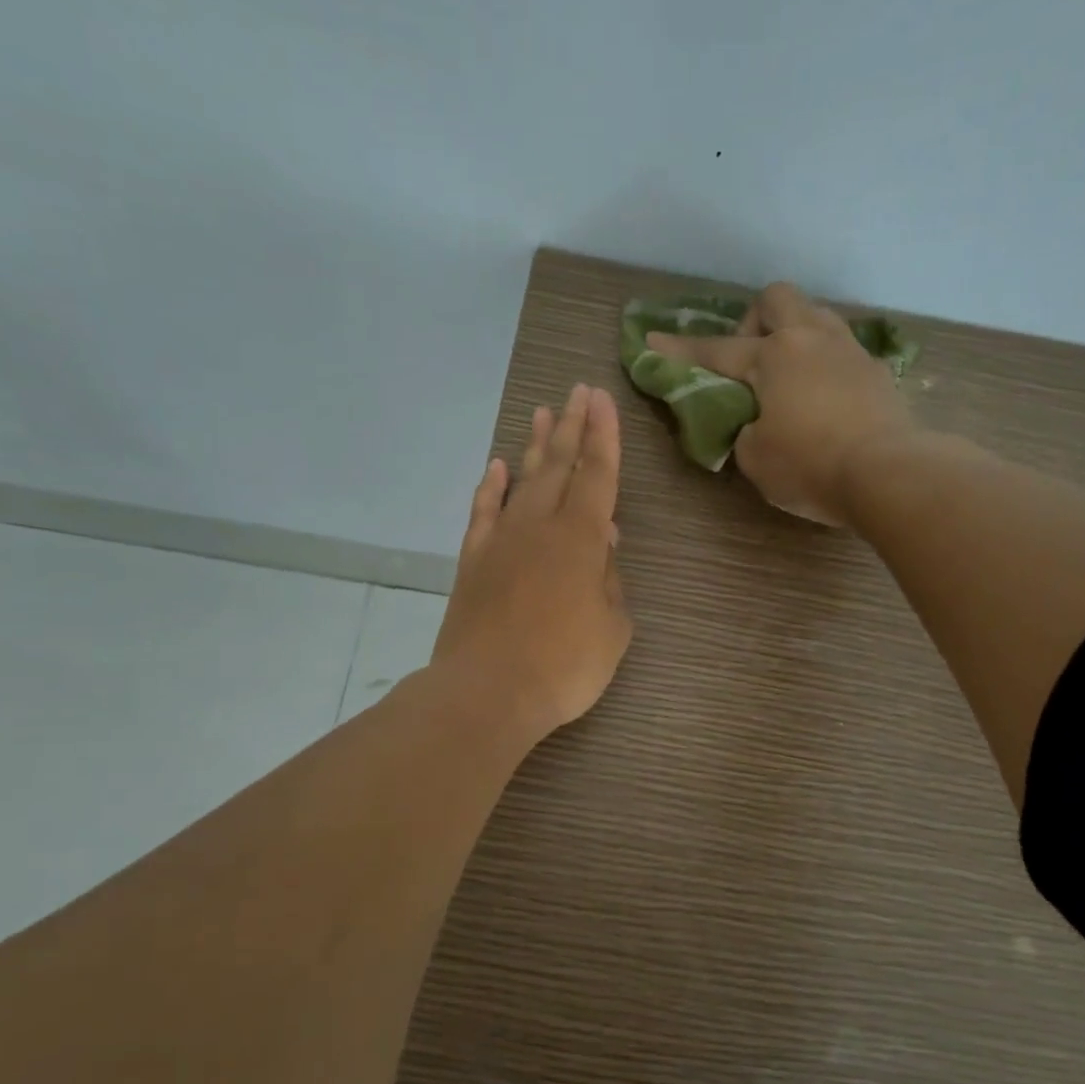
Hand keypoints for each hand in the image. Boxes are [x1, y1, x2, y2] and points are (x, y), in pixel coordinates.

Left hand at [431, 383, 632, 745]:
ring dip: (535, 445)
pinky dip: (490, 487)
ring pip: (522, 481)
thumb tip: (604, 540)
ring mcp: (501, 541)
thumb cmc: (564, 667)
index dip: (603, 437)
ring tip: (543, 411)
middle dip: (572, 426)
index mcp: (582, 540)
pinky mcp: (473, 561)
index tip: (603, 400)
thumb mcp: (612, 629)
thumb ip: (610, 580)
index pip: (598, 476)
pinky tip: (496, 467)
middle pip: (559, 466)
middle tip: (578, 391)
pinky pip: (483, 512)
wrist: (487, 692)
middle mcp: (540, 527)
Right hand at [647, 281, 912, 525]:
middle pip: (776, 298)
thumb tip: (756, 423)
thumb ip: (744, 432)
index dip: (681, 350)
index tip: (653, 341)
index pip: (716, 351)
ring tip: (787, 375)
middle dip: (753, 319)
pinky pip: (842, 349)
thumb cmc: (810, 466)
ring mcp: (850, 350)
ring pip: (816, 315)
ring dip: (793, 333)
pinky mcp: (878, 371)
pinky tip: (823, 395)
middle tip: (748, 359)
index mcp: (774, 356)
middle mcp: (811, 339)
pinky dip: (823, 363)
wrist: (889, 473)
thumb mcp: (755, 458)